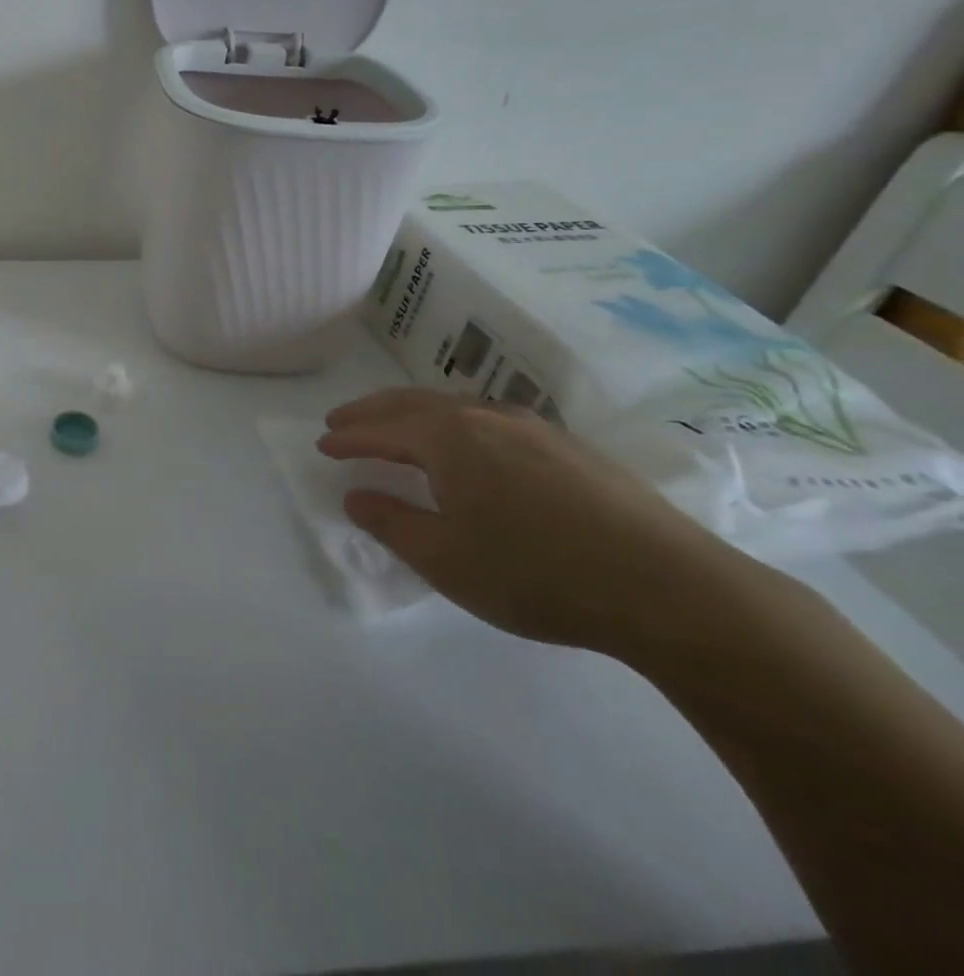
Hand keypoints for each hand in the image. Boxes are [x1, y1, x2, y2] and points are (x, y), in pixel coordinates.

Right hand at [319, 388, 753, 655]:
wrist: (673, 591)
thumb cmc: (538, 574)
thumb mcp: (445, 559)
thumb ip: (391, 523)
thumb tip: (356, 496)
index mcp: (449, 438)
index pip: (381, 429)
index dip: (348, 437)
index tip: (321, 444)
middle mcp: (486, 417)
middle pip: (413, 403)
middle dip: (373, 412)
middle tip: (343, 421)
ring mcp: (534, 429)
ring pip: (456, 406)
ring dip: (415, 414)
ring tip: (398, 430)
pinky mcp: (572, 449)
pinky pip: (492, 420)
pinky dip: (457, 424)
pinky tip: (470, 448)